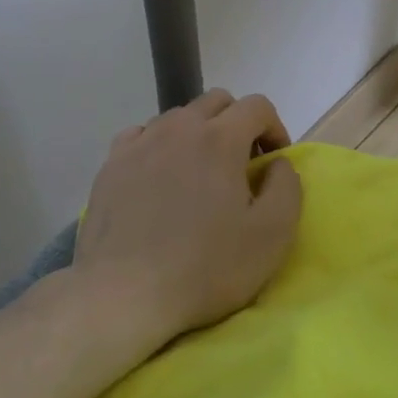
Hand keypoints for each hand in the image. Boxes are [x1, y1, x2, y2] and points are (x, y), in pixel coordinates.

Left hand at [71, 89, 301, 354]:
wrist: (123, 295)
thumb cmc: (206, 267)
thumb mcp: (273, 234)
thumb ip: (287, 187)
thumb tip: (277, 164)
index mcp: (220, 139)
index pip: (257, 106)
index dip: (275, 128)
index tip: (274, 163)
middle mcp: (177, 129)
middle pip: (216, 101)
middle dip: (238, 124)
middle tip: (242, 166)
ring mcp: (138, 144)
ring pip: (178, 117)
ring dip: (199, 134)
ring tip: (200, 175)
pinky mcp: (110, 166)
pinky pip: (142, 135)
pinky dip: (161, 145)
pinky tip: (161, 177)